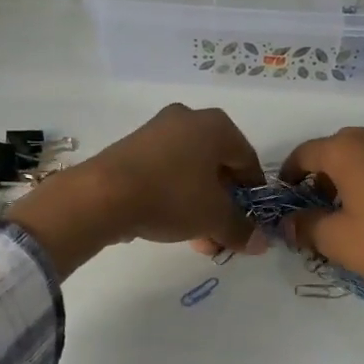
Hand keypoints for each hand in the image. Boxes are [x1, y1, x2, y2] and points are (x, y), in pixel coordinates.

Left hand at [8, 105, 263, 275]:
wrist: (102, 195)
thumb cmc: (171, 196)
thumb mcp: (214, 217)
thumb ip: (240, 229)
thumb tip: (260, 243)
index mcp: (215, 125)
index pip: (247, 160)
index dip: (253, 193)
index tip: (251, 221)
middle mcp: (187, 119)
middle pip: (217, 166)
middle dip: (223, 205)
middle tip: (223, 234)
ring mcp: (156, 131)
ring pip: (190, 172)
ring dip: (199, 206)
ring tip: (198, 240)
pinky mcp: (131, 148)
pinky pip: (165, 173)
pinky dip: (174, 197)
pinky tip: (172, 226)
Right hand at [277, 127, 363, 280]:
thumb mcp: (336, 239)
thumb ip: (305, 227)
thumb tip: (288, 224)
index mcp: (343, 150)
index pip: (303, 154)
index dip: (288, 174)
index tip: (285, 195)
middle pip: (331, 151)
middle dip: (317, 176)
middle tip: (314, 206)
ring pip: (357, 154)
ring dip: (343, 176)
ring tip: (343, 208)